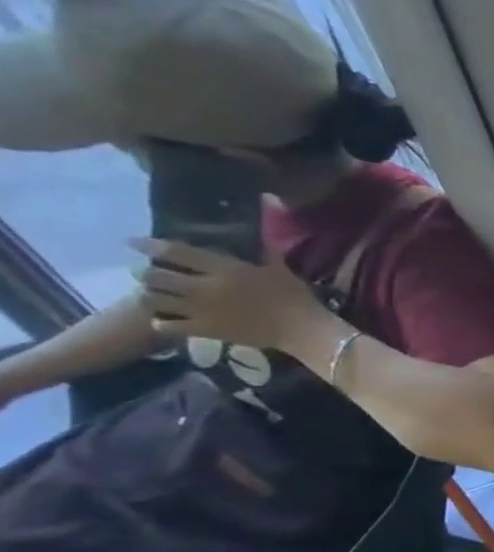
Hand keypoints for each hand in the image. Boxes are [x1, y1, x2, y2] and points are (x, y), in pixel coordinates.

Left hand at [132, 239, 322, 351]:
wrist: (302, 330)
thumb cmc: (295, 297)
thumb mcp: (280, 269)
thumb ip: (263, 249)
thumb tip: (262, 222)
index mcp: (225, 269)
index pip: (175, 252)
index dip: (150, 245)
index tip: (133, 242)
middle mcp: (205, 287)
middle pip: (156, 276)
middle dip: (146, 272)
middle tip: (148, 272)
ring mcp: (201, 310)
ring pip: (154, 300)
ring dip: (149, 295)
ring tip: (153, 295)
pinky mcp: (204, 330)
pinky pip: (166, 325)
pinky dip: (160, 321)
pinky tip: (164, 319)